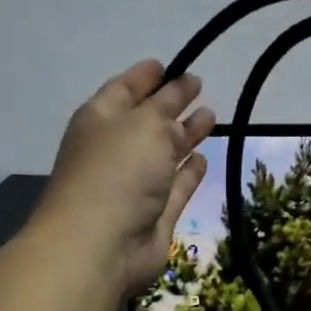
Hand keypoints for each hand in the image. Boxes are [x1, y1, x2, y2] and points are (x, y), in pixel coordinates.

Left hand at [36, 61, 214, 298]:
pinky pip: (176, 185)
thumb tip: (180, 92)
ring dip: (185, 135)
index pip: (124, 89)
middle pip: (147, 120)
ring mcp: (135, 184)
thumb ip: (167, 106)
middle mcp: (116, 149)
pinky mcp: (155, 213)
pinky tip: (203, 158)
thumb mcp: (144, 124)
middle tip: (198, 87)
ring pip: (164, 152)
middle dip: (171, 103)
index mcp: (100, 120)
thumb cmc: (117, 172)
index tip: (167, 64)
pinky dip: (189, 172)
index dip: (145, 76)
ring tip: (210, 116)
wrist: (101, 245)